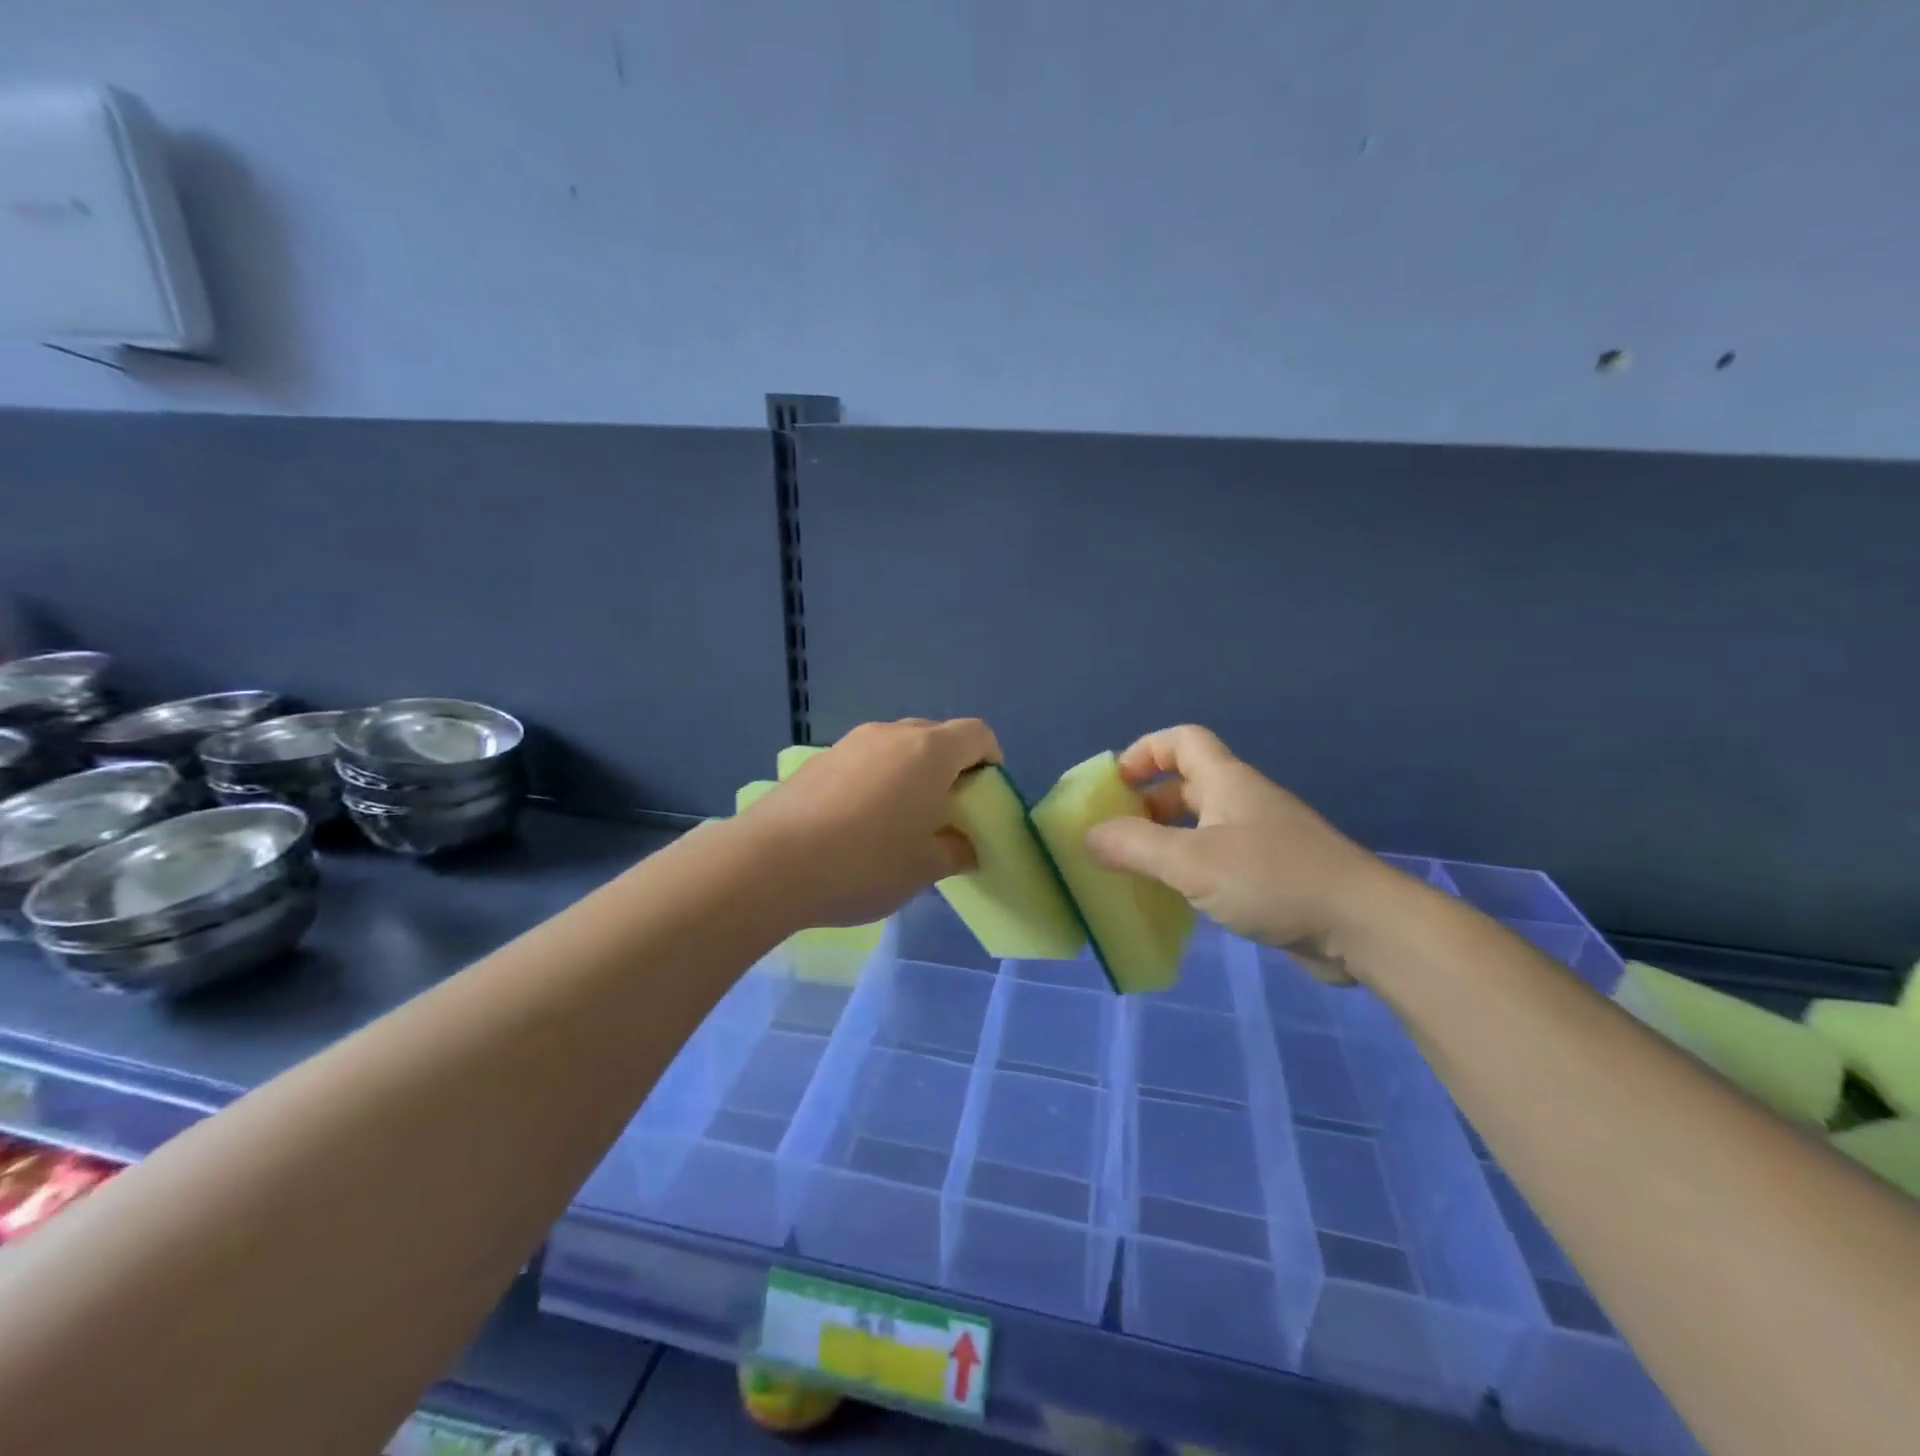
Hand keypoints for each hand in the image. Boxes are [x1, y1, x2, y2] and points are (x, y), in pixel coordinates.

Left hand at [741, 718, 1000, 928]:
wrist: (770, 863)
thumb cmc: (864, 863)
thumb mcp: (924, 868)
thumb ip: (956, 850)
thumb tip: (964, 845)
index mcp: (929, 752)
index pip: (977, 734)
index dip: (990, 760)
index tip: (984, 795)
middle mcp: (891, 734)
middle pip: (936, 735)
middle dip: (950, 766)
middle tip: (944, 810)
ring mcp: (849, 743)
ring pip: (896, 746)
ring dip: (909, 772)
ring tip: (899, 819)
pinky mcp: (817, 760)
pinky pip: (863, 760)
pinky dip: (875, 779)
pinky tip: (857, 822)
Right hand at [1083, 725, 1400, 981]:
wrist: (1363, 926)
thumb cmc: (1273, 880)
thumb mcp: (1192, 862)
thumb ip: (1135, 847)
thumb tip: (1088, 836)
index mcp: (1226, 781)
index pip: (1182, 740)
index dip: (1144, 752)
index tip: (1115, 784)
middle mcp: (1243, 801)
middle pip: (1186, 784)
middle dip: (1146, 804)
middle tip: (1115, 836)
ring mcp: (1261, 839)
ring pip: (1201, 825)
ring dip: (1166, 840)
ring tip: (1136, 870)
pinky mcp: (1272, 874)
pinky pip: (1218, 859)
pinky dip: (1190, 869)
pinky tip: (1176, 899)